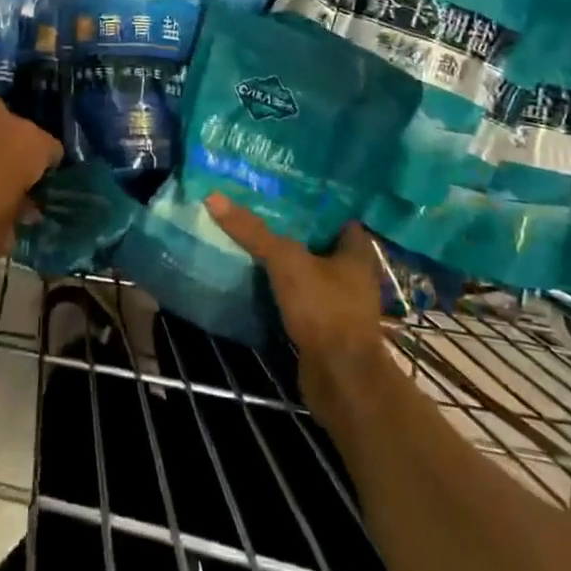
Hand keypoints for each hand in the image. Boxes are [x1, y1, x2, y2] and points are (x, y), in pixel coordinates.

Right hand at [204, 196, 389, 398]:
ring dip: (285, 261)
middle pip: (318, 242)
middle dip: (292, 229)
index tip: (280, 189)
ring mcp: (340, 303)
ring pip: (308, 271)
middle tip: (257, 210)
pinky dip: (282, 289)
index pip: (335, 214)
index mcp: (355, 251)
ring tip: (250, 239)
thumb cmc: (324, 310)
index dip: (311, 201)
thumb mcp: (286, 262)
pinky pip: (300, 297)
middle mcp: (353, 274)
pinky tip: (256, 279)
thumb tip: (214, 197)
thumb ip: (253, 231)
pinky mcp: (325, 327)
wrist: (342, 381)